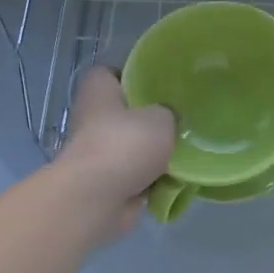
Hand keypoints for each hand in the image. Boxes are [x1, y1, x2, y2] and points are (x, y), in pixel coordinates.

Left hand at [52, 66, 174, 240]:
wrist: (98, 198)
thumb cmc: (125, 145)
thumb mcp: (161, 118)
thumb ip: (167, 113)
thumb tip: (167, 119)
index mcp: (98, 92)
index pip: (109, 73)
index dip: (131, 76)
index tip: (157, 86)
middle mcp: (91, 119)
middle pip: (122, 113)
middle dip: (148, 120)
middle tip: (177, 122)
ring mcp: (95, 154)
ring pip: (130, 147)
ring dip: (151, 153)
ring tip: (182, 153)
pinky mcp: (104, 183)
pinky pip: (134, 176)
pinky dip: (150, 180)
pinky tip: (174, 181)